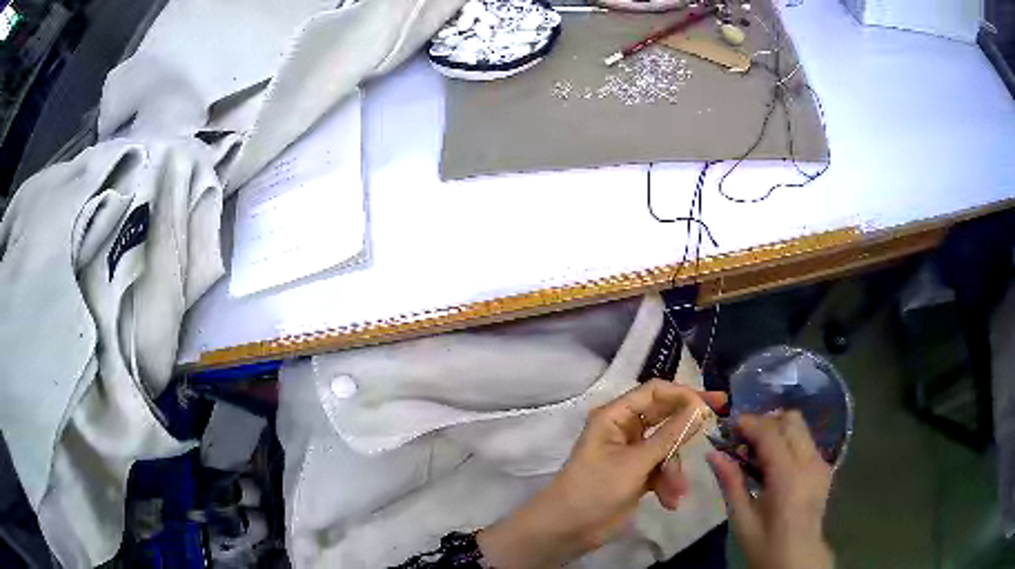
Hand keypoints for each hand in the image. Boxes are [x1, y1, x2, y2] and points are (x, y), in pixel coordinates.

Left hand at [478, 380, 726, 567]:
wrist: (567, 530)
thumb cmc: (595, 489)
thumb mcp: (635, 463)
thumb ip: (670, 435)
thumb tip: (701, 406)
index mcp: (615, 416)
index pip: (654, 392)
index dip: (683, 394)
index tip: (711, 403)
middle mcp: (624, 429)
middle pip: (664, 416)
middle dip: (687, 426)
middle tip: (719, 418)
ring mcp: (631, 453)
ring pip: (667, 447)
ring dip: (674, 469)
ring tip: (676, 490)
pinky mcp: (636, 475)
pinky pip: (661, 469)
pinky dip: (667, 483)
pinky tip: (669, 501)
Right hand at [708, 411, 834, 568]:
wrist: (798, 558)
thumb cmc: (765, 544)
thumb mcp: (742, 519)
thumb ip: (731, 483)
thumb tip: (713, 454)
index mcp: (788, 477)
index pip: (770, 433)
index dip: (749, 423)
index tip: (730, 424)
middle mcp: (809, 462)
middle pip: (791, 420)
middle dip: (766, 421)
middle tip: (744, 438)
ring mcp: (820, 463)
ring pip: (801, 427)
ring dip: (778, 429)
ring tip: (757, 449)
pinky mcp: (824, 467)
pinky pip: (806, 440)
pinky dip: (789, 440)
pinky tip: (774, 461)